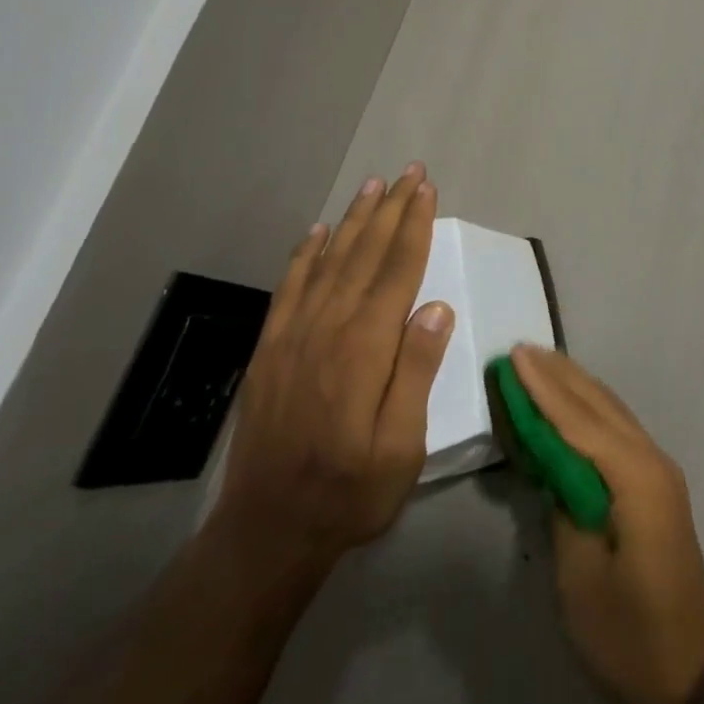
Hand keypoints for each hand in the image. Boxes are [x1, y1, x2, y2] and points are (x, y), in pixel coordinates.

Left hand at [212, 164, 452, 571]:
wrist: (267, 531)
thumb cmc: (350, 491)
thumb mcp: (402, 446)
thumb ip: (416, 372)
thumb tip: (436, 307)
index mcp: (365, 348)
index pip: (397, 270)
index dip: (414, 226)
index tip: (426, 190)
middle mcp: (328, 328)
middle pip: (364, 254)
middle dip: (390, 209)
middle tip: (408, 172)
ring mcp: (293, 335)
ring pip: (329, 261)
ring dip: (352, 220)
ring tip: (372, 186)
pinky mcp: (270, 348)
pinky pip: (290, 287)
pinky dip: (305, 254)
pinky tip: (317, 233)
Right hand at [512, 345, 703, 703]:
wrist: (691, 677)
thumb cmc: (628, 634)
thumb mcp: (580, 577)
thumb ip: (564, 507)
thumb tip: (552, 464)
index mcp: (635, 478)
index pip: (579, 421)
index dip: (542, 388)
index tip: (514, 355)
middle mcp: (652, 461)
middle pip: (599, 405)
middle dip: (559, 376)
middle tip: (522, 349)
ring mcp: (659, 473)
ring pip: (612, 413)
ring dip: (575, 388)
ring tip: (542, 363)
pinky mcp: (657, 488)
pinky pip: (618, 433)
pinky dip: (590, 412)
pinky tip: (574, 406)